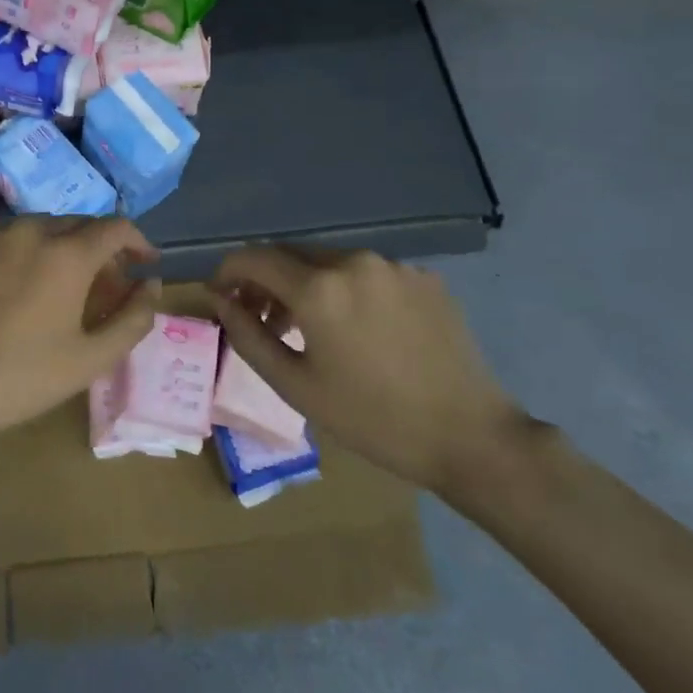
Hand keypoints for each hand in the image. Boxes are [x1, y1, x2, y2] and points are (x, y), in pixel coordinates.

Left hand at [0, 217, 160, 444]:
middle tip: (99, 285)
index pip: (116, 227)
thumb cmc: (23, 377)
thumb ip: (134, 317)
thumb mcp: (92, 357)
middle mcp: (29, 230)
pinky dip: (11, 253)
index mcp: (67, 254)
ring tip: (49, 284)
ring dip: (53, 248)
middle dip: (96, 249)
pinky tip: (5, 284)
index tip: (143, 264)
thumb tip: (151, 283)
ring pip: (34, 229)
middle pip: (75, 225)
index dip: (137, 242)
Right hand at [208, 246, 522, 492]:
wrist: (472, 437)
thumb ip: (247, 336)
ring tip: (309, 328)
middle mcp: (354, 261)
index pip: (253, 257)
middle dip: (266, 280)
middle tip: (261, 318)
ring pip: (329, 262)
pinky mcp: (424, 278)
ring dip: (306, 285)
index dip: (227, 271)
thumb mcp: (296, 386)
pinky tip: (358, 329)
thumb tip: (220, 301)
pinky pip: (367, 273)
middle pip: (291, 255)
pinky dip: (346, 290)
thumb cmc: (372, 419)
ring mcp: (394, 266)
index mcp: (319, 288)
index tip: (220, 295)